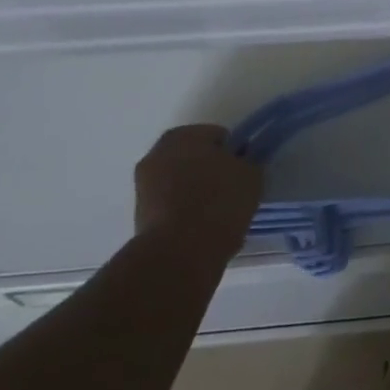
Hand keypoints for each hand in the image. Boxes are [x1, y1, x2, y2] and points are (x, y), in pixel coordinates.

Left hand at [134, 124, 263, 239]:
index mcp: (183, 135)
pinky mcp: (139, 217)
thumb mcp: (250, 175)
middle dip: (211, 171)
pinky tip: (201, 230)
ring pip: (181, 183)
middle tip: (232, 192)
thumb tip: (241, 162)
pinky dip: (184, 213)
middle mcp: (156, 153)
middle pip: (195, 158)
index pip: (218, 137)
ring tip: (217, 215)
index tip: (243, 173)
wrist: (179, 254)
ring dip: (196, 192)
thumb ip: (247, 161)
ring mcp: (143, 186)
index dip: (234, 154)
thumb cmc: (218, 203)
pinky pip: (171, 206)